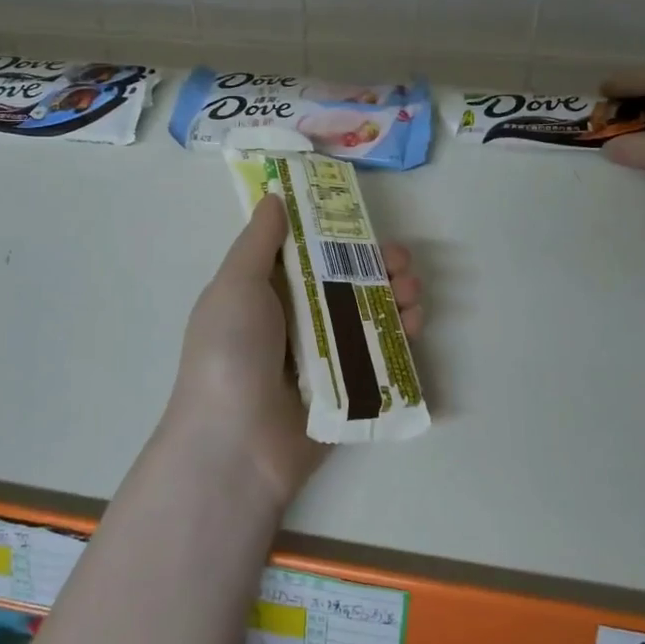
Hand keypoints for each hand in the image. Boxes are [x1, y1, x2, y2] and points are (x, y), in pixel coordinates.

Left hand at [165, 196, 422, 508]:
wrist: (236, 445)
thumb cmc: (230, 352)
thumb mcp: (235, 286)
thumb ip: (258, 242)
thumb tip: (274, 198)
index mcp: (266, 293)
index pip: (308, 252)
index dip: (338, 234)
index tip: (366, 223)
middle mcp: (296, 320)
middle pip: (346, 282)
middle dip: (378, 266)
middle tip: (403, 264)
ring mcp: (323, 356)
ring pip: (368, 316)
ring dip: (396, 297)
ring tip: (412, 294)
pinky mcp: (348, 389)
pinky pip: (380, 355)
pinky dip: (401, 336)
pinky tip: (414, 326)